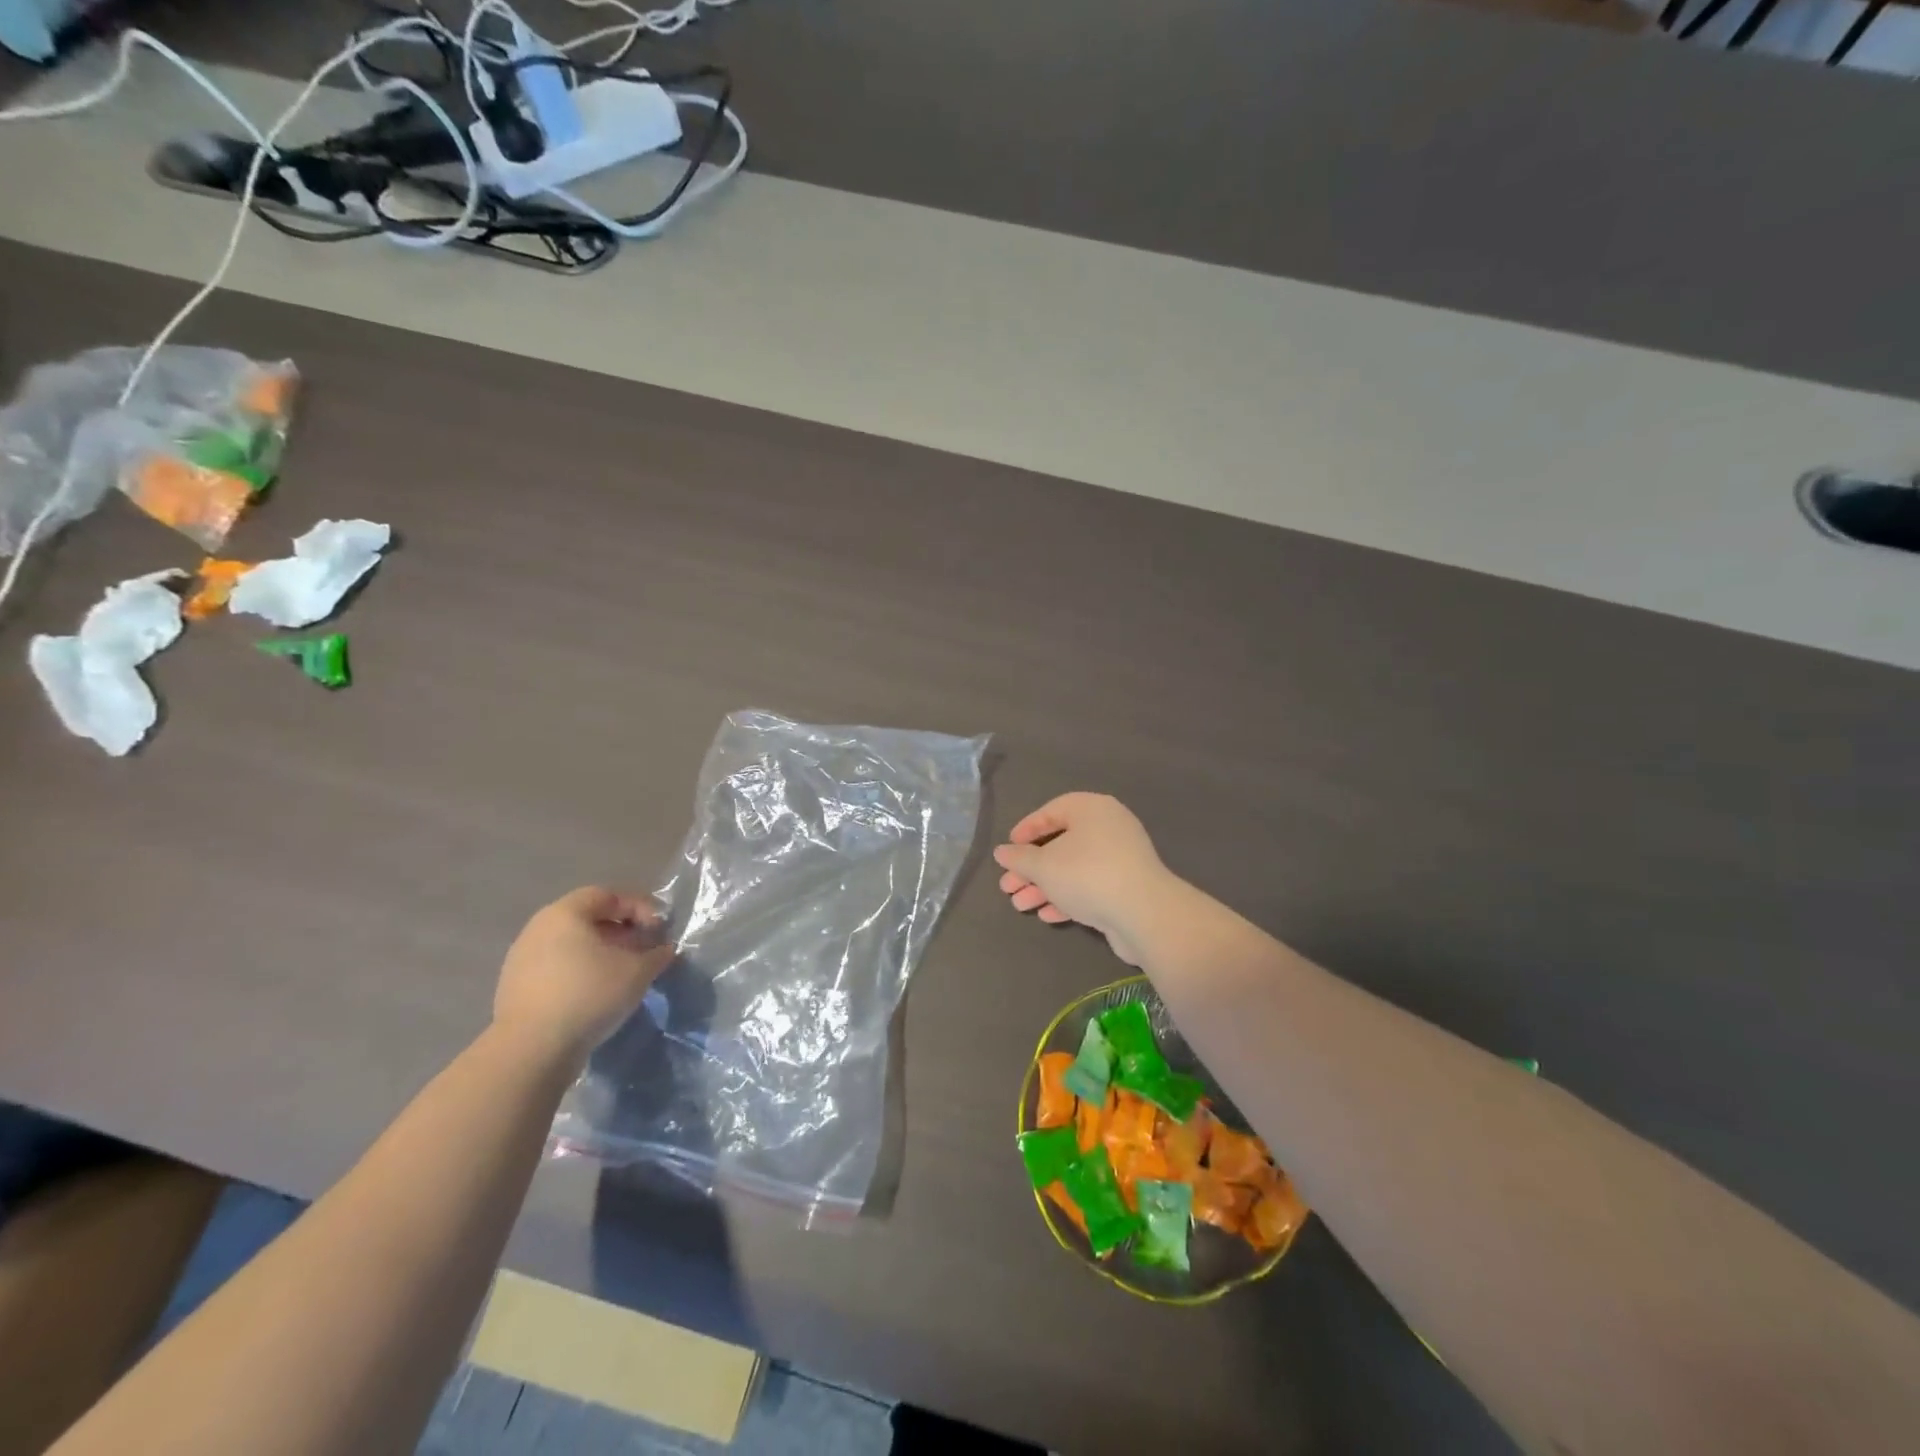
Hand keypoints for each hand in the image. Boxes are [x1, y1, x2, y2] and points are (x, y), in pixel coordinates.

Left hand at [493, 887, 674, 1067]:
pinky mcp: (516, 989)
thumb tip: (665, 950)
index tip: (658, 929)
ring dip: (601, 953)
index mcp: (565, 914)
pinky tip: (597, 994)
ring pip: (571, 945)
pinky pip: (557, 968)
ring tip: (624, 973)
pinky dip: (581, 972)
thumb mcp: (637, 972)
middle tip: (644, 949)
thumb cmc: (588, 995)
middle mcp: (538, 929)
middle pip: (587, 919)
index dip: (639, 907)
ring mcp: (522, 959)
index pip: (607, 895)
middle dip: (622, 931)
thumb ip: (657, 954)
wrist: (531, 1050)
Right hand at [993, 794, 1172, 964]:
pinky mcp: (1127, 887)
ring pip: (1073, 868)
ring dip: (1044, 886)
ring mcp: (1121, 858)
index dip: (1026, 830)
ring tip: (1019, 906)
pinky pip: (1090, 886)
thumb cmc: (1087, 875)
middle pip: (1061, 844)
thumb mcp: (1043, 866)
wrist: (1144, 914)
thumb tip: (1001, 852)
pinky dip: (1068, 897)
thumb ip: (1019, 858)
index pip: (1052, 811)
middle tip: (1008, 886)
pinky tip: (1047, 915)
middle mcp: (1109, 827)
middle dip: (1031, 868)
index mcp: (1092, 809)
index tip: (1008, 849)